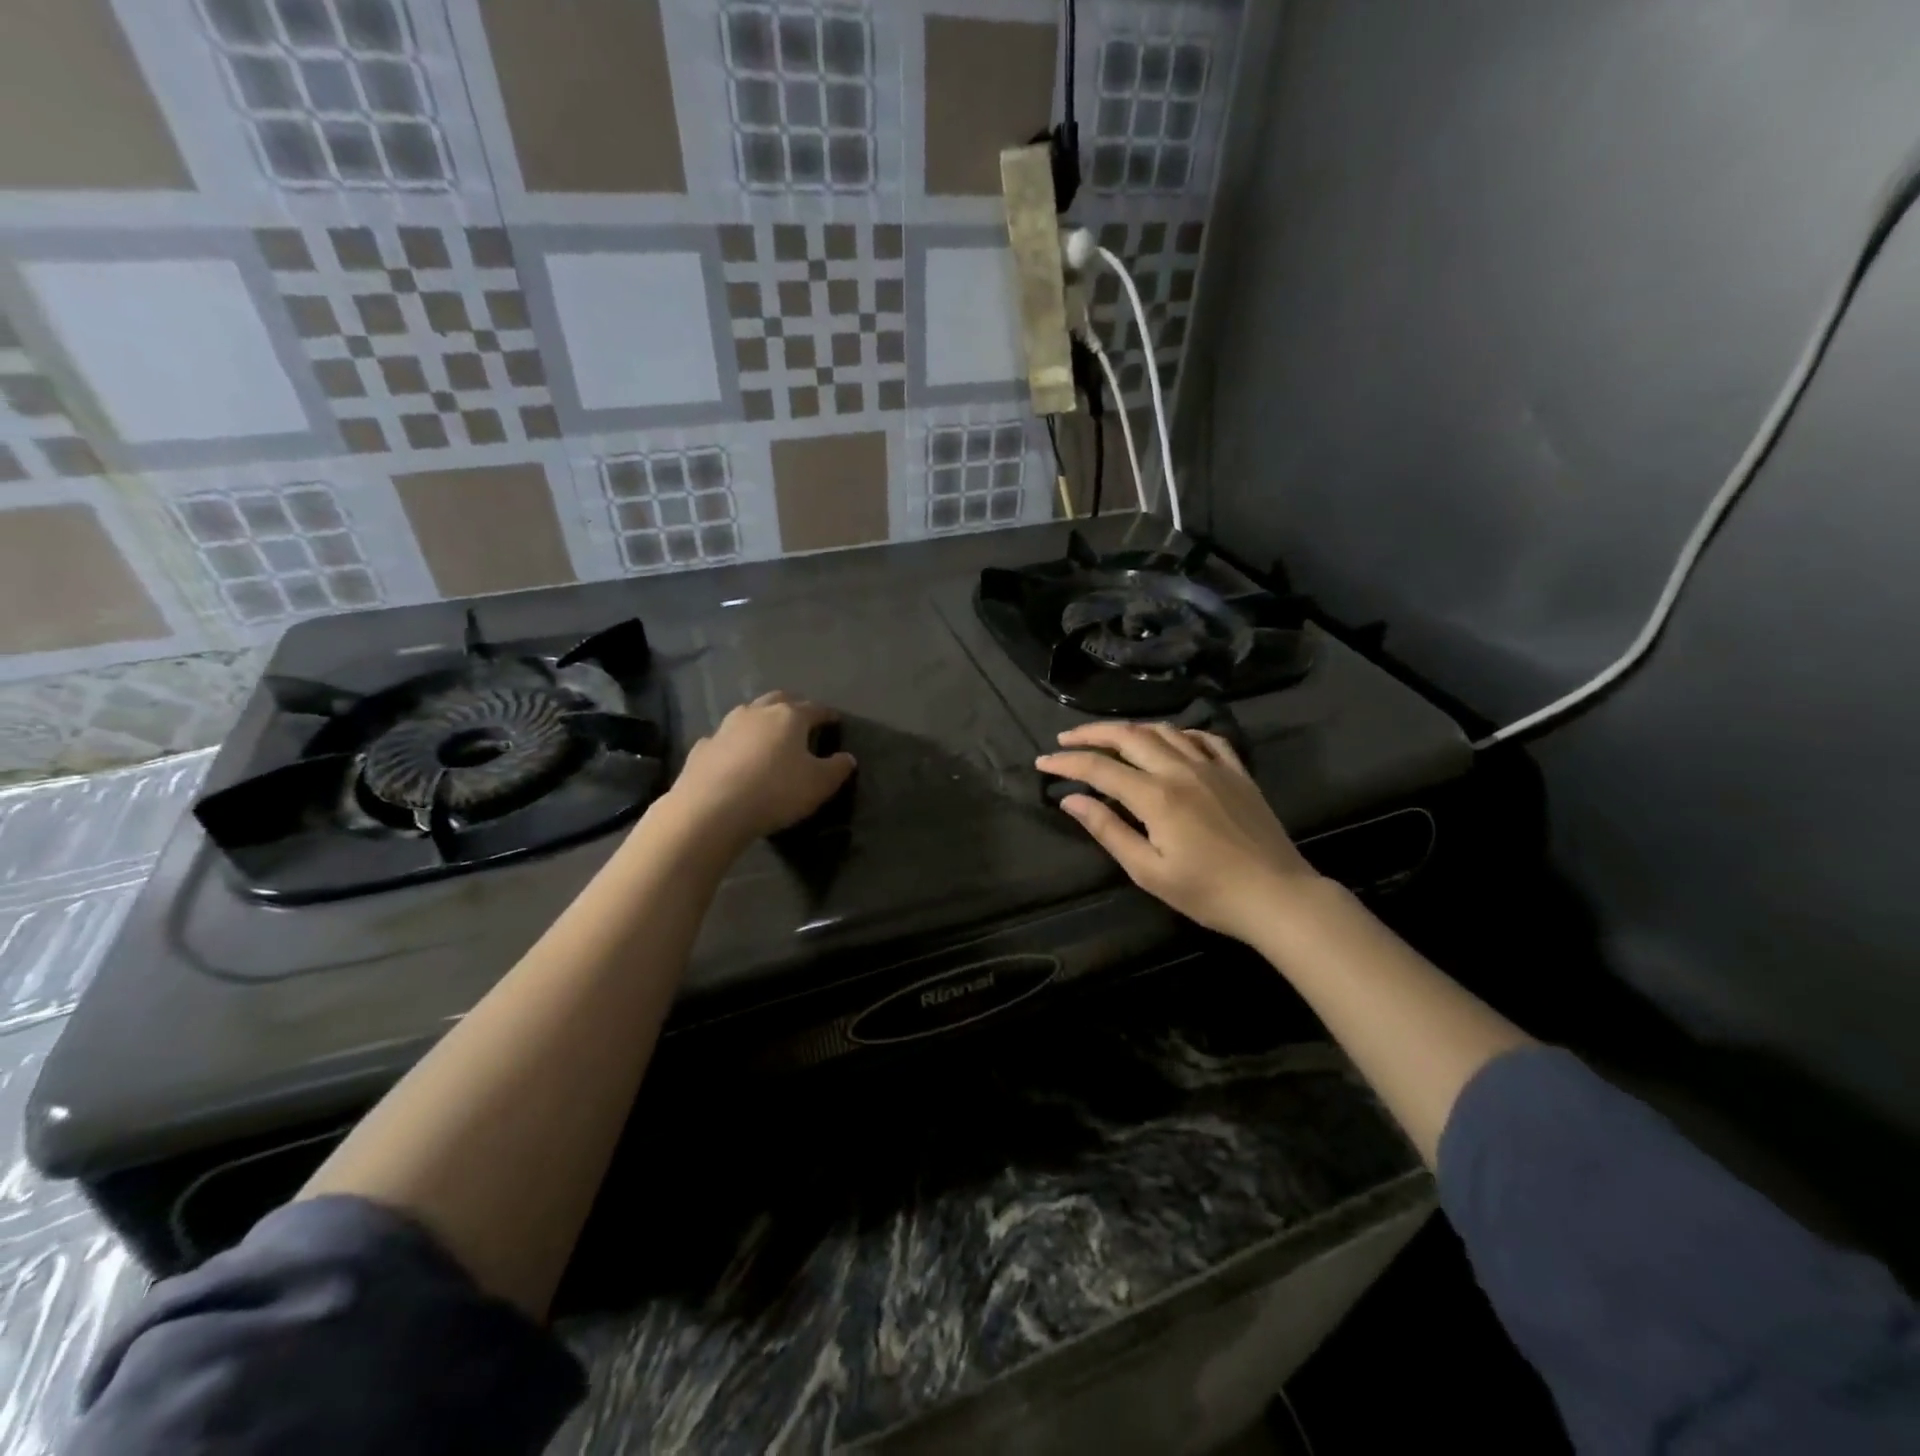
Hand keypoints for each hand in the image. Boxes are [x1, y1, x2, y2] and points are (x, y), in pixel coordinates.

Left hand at [658, 691, 855, 853]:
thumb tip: (847, 757)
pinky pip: (724, 738)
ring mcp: (726, 727)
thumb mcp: (819, 784)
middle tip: (803, 719)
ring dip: (761, 720)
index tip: (835, 721)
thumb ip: (837, 768)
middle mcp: (757, 712)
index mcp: (790, 716)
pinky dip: (734, 743)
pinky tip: (735, 756)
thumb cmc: (776, 791)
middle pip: (779, 699)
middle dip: (793, 706)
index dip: (828, 714)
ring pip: (748, 713)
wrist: (712, 809)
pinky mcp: (703, 747)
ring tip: (769, 735)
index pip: (815, 708)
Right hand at [1036, 723, 1320, 941]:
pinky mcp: (1237, 772)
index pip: (1099, 769)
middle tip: (1066, 739)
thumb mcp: (1149, 871)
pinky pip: (1205, 737)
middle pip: (1128, 736)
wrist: (1277, 896)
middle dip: (1091, 734)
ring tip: (1110, 739)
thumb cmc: (1208, 892)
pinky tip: (1170, 741)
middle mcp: (1181, 770)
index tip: (1043, 762)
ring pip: (1164, 730)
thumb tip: (1072, 801)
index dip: (1067, 763)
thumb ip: (1108, 831)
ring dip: (1131, 729)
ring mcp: (1213, 766)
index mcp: (1156, 796)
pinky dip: (1179, 732)